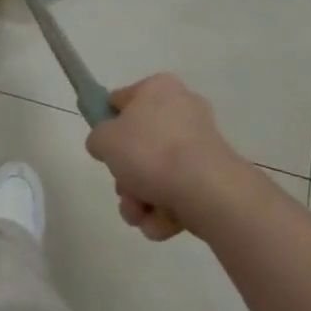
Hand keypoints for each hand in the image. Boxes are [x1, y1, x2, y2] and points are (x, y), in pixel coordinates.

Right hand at [85, 74, 249, 241]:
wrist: (206, 190)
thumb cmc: (150, 152)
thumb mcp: (104, 139)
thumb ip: (98, 138)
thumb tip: (107, 145)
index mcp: (159, 88)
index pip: (121, 100)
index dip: (107, 123)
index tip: (103, 147)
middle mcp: (183, 110)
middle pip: (140, 144)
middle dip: (126, 176)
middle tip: (122, 188)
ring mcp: (200, 145)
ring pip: (156, 174)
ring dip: (139, 199)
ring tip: (139, 213)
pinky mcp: (213, 177)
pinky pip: (177, 192)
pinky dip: (164, 211)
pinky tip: (160, 222)